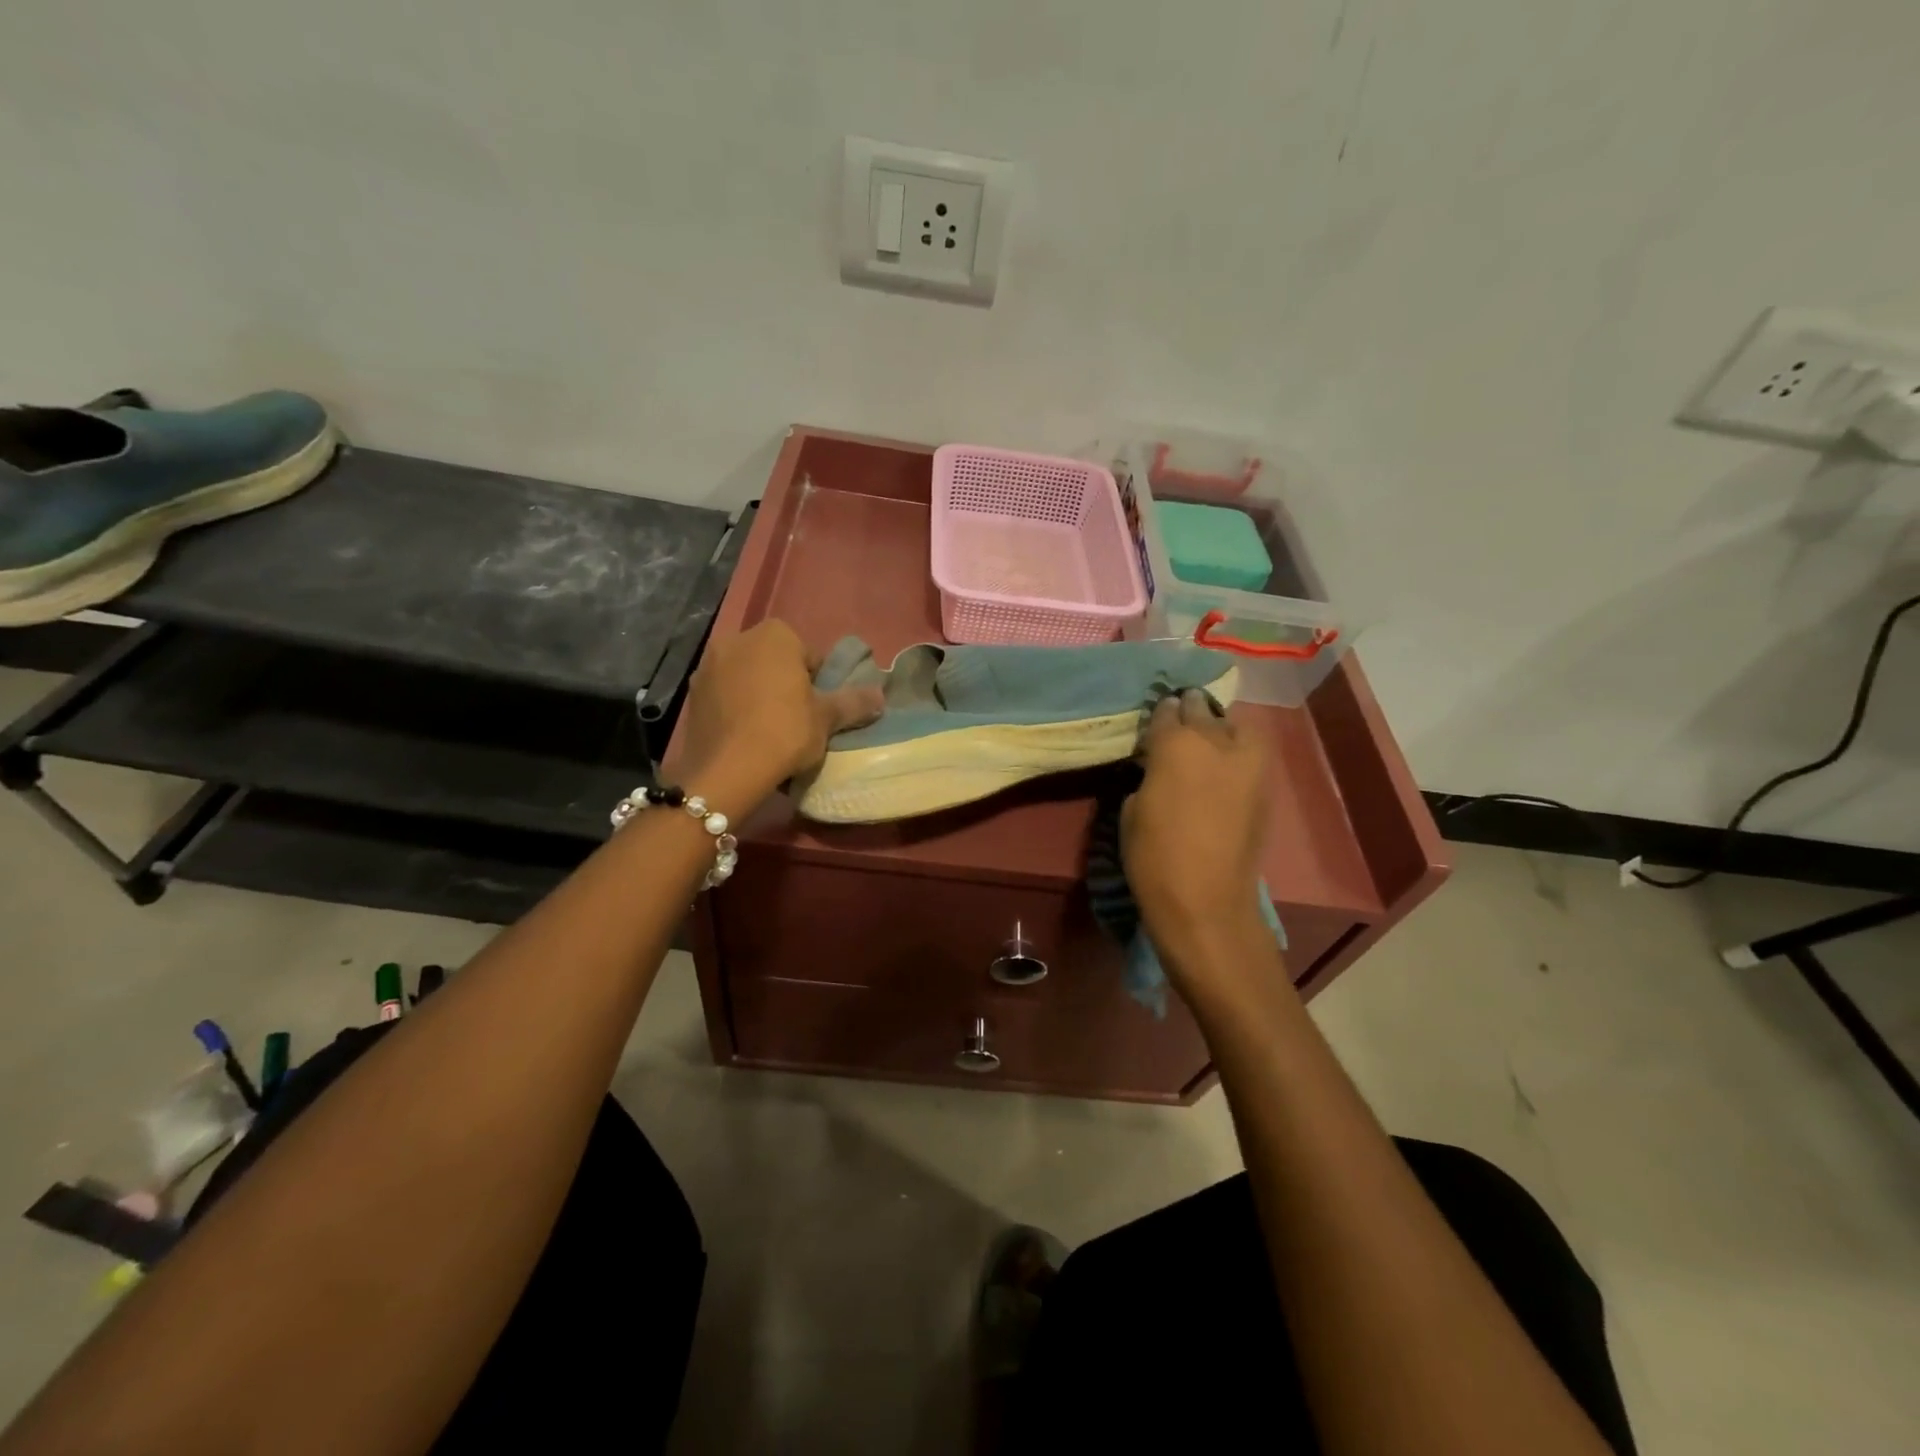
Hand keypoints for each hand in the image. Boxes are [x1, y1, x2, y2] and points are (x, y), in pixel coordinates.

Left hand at [674, 621, 883, 807]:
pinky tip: (745, 735)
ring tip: (769, 730)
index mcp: (775, 635)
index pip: (808, 654)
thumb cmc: (785, 732)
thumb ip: (854, 702)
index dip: (818, 682)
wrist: (726, 771)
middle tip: (798, 720)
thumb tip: (880, 695)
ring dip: (758, 694)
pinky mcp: (692, 694)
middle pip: (774, 661)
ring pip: (746, 676)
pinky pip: (724, 695)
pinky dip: (735, 708)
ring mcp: (709, 666)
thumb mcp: (827, 718)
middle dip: (785, 683)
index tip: (820, 709)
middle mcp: (738, 639)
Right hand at [1121, 691, 1273, 987]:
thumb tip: (1160, 767)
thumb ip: (1150, 776)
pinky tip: (1225, 763)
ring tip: (1209, 737)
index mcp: (1175, 745)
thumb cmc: (1153, 857)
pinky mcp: (1265, 786)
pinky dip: (1239, 749)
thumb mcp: (1132, 811)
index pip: (1166, 713)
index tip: (1155, 719)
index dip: (1159, 714)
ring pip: (1236, 725)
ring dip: (1220, 726)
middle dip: (1190, 710)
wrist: (1206, 902)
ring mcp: (1246, 763)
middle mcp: (1215, 742)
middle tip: (1180, 717)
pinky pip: (1252, 752)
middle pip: (1202, 711)